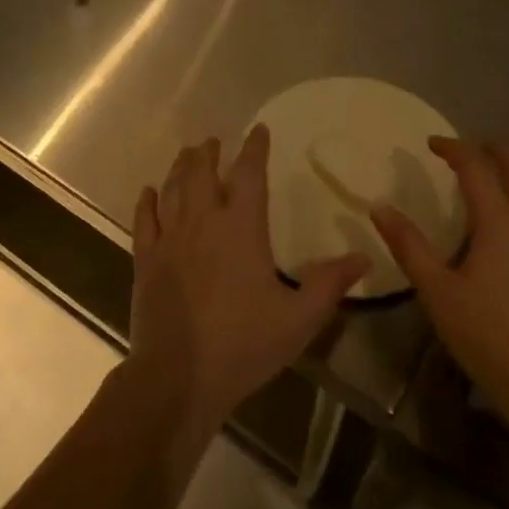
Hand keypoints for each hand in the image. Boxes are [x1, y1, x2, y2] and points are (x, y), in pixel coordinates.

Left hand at [127, 125, 369, 434]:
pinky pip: (144, 221)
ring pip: (172, 189)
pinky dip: (147, 202)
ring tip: (187, 154)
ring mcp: (170, 240)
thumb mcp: (299, 318)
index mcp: (241, 227)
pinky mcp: (146, 261)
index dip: (254, 149)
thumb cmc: (243, 344)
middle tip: (213, 141)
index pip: (248, 174)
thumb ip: (331, 284)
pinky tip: (148, 192)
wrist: (178, 377)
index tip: (258, 131)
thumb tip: (364, 257)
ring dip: (180, 167)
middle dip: (209, 152)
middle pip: (202, 172)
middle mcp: (202, 222)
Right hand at [371, 137, 508, 416]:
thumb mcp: (436, 289)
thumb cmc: (484, 331)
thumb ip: (408, 245)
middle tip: (465, 147)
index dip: (453, 148)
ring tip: (490, 168)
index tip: (430, 143)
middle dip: (493, 148)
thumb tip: (380, 207)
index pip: (477, 167)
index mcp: (500, 220)